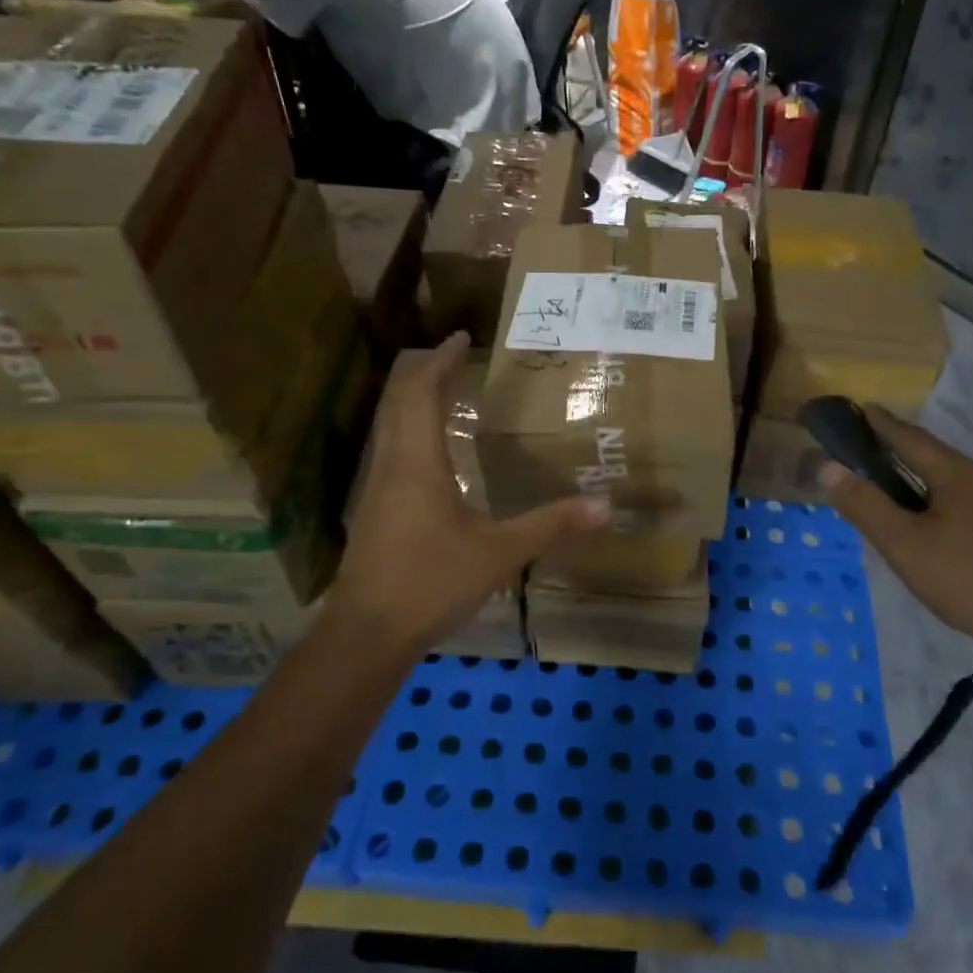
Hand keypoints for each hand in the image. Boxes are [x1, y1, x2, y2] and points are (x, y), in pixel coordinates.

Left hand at [324, 333, 609, 660]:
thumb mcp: (499, 553)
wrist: (367, 634)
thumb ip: (550, 525)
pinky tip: (433, 456)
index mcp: (417, 462)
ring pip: (388, 427)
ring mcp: (375, 490)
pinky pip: (389, 453)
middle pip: (398, 402)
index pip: (421, 393)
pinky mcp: (373, 513)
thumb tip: (605, 507)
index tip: (461, 338)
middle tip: (455, 360)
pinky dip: (409, 433)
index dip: (440, 362)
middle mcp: (390, 465)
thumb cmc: (431, 582)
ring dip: (413, 402)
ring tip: (446, 396)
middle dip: (424, 373)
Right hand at [820, 407, 972, 667]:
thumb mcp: (907, 547)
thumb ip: (866, 507)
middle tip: (875, 461)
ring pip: (963, 488)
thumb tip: (829, 467)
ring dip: (931, 487)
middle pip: (940, 460)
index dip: (882, 424)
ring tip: (907, 506)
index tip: (861, 408)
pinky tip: (952, 541)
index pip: (911, 439)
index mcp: (959, 476)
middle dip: (906, 455)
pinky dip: (955, 511)